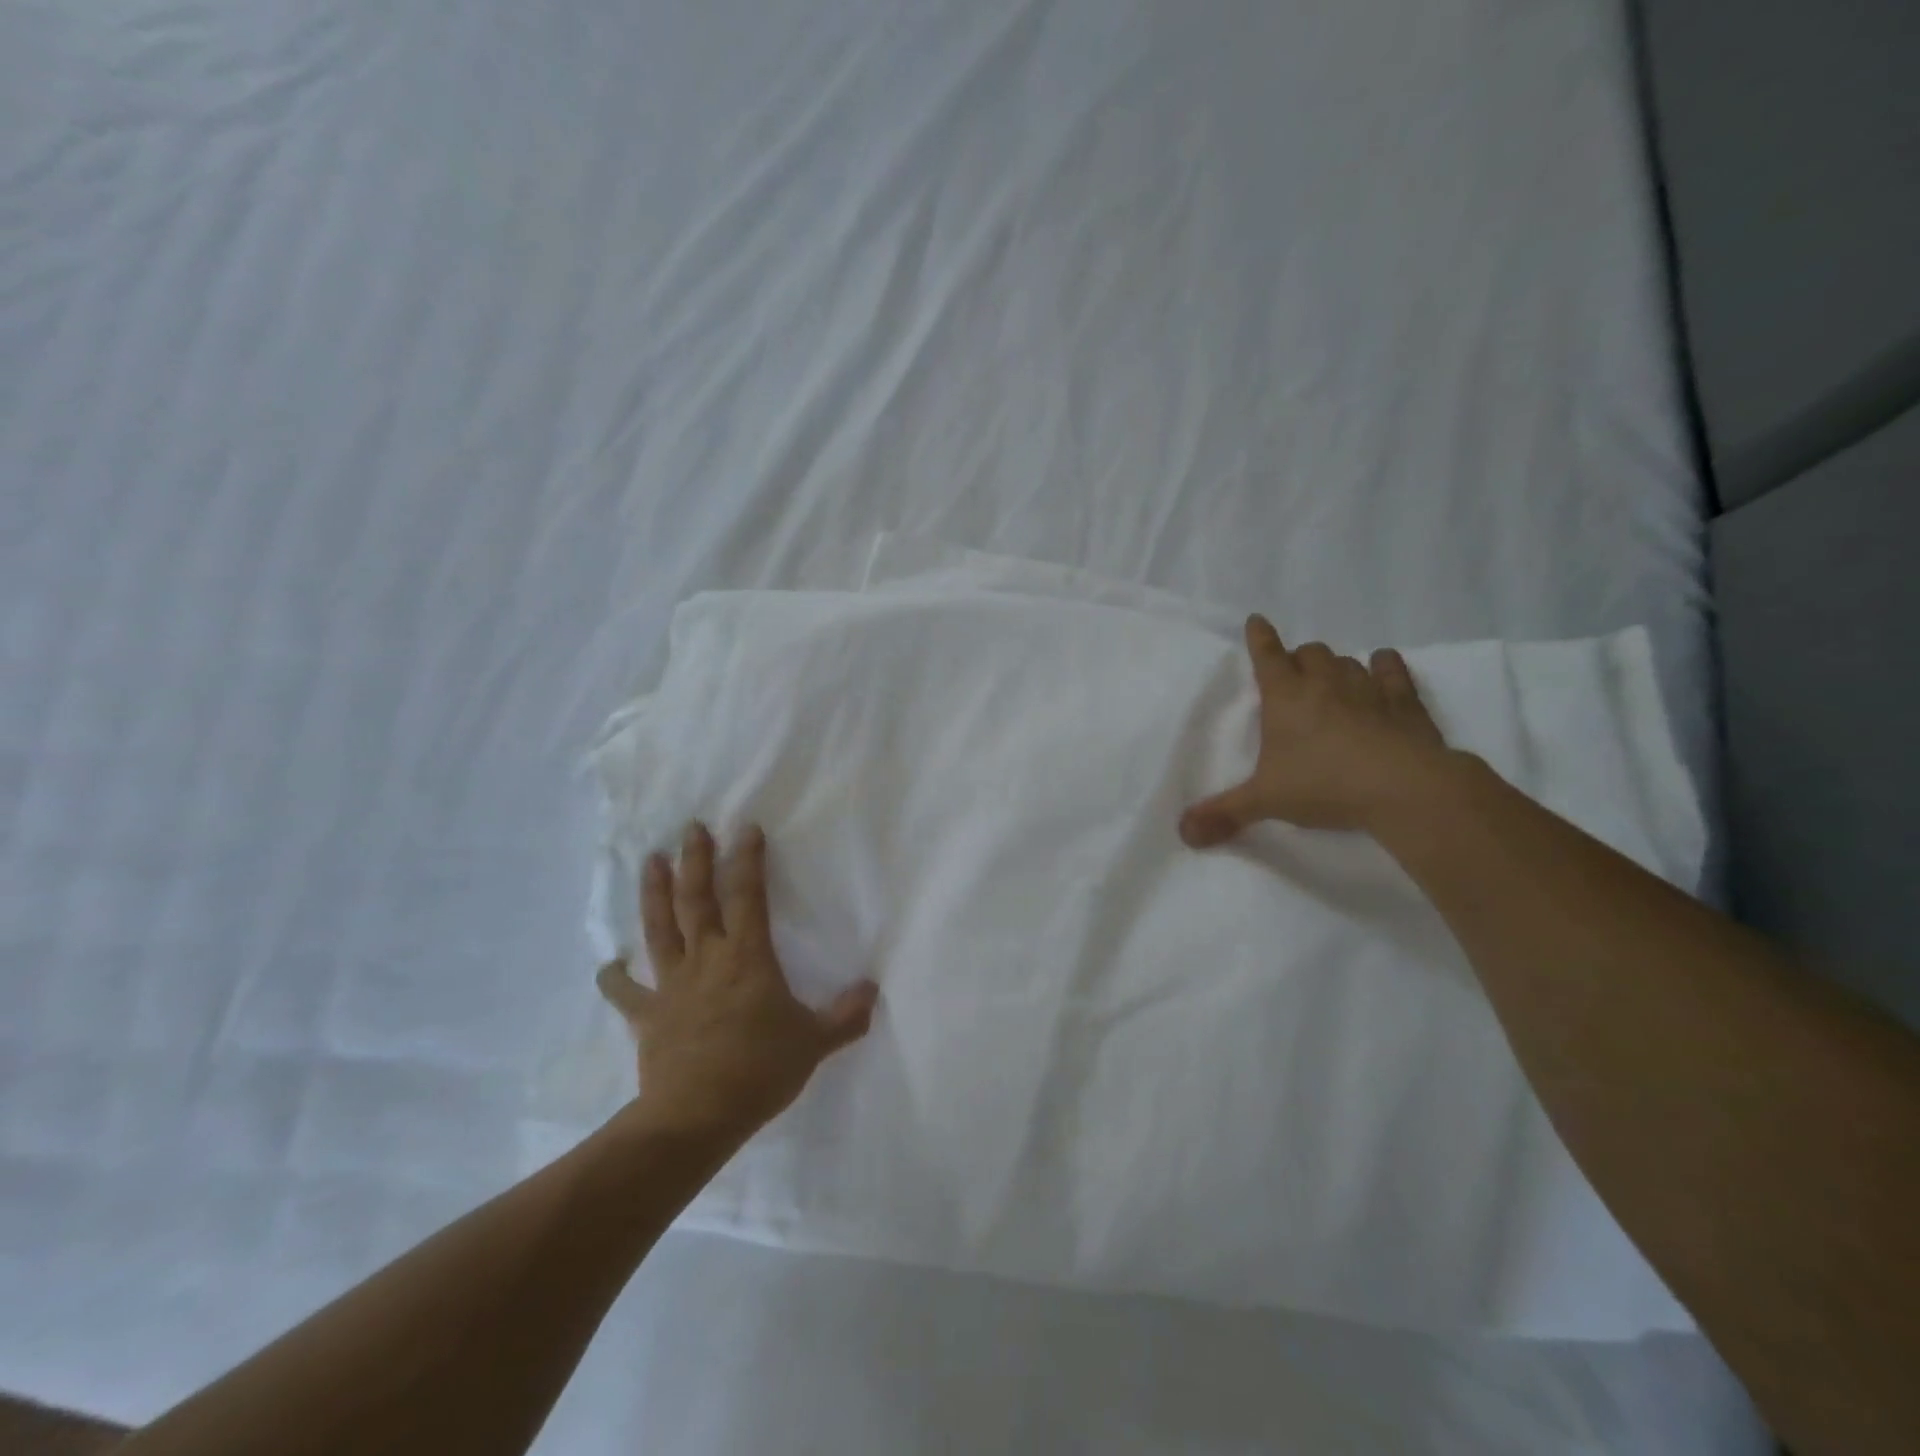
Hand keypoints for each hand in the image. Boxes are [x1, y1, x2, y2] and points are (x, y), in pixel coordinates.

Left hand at [596, 822, 878, 1142]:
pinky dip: (615, 978)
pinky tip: (608, 965)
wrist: (696, 1116)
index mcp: (748, 957)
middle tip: (691, 828)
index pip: (748, 896)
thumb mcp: (815, 1043)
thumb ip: (846, 1015)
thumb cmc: (759, 1071)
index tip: (746, 827)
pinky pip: (627, 993)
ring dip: (654, 893)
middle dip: (696, 860)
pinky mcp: (648, 1016)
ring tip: (650, 861)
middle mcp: (707, 959)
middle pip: (698, 900)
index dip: (748, 859)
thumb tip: (873, 990)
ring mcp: (672, 985)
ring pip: (661, 929)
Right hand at [1179, 615, 1449, 843]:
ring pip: (1348, 661)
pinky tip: (1383, 667)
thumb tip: (1184, 834)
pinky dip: (1385, 667)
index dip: (1259, 638)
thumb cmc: (1324, 785)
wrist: (1403, 788)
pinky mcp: (1405, 703)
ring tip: (1333, 681)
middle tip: (1295, 677)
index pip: (1266, 657)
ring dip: (1337, 667)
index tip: (1256, 621)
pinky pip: (1393, 671)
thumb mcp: (1265, 801)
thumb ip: (1224, 814)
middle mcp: (1324, 684)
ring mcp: (1368, 689)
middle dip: (1300, 660)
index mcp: (1285, 698)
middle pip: (1310, 653)